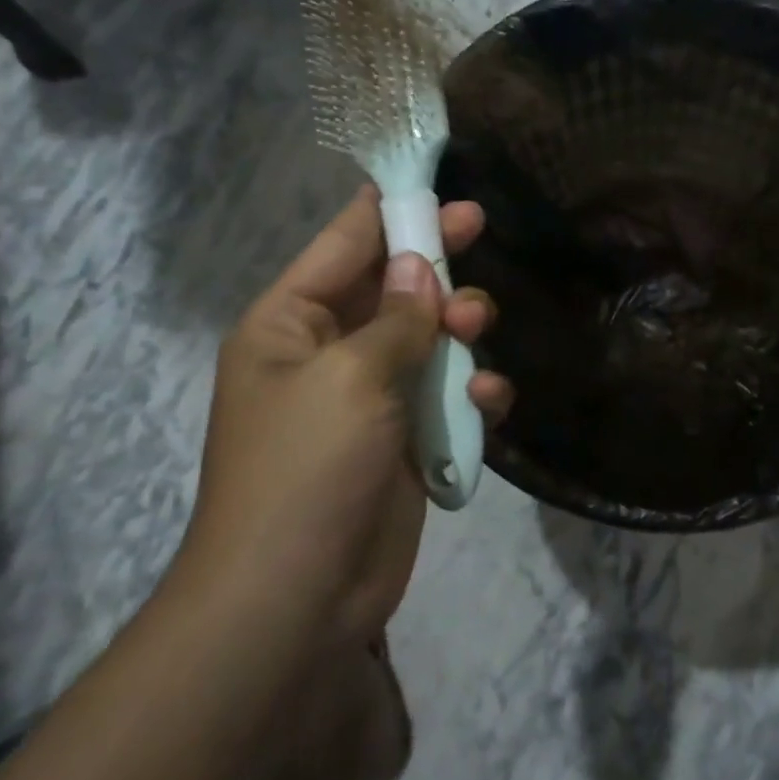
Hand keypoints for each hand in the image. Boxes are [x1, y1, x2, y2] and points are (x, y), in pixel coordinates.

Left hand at [179, 187, 512, 645]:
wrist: (297, 600)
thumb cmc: (307, 469)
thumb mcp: (351, 376)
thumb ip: (397, 317)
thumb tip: (420, 266)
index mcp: (291, 323)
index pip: (344, 243)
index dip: (390, 208)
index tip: (437, 179)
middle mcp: (329, 353)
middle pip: (393, 286)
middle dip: (434, 265)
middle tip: (477, 231)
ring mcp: (370, 400)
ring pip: (429, 339)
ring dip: (460, 331)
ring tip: (477, 333)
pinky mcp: (406, 442)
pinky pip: (446, 397)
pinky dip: (471, 394)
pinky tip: (487, 404)